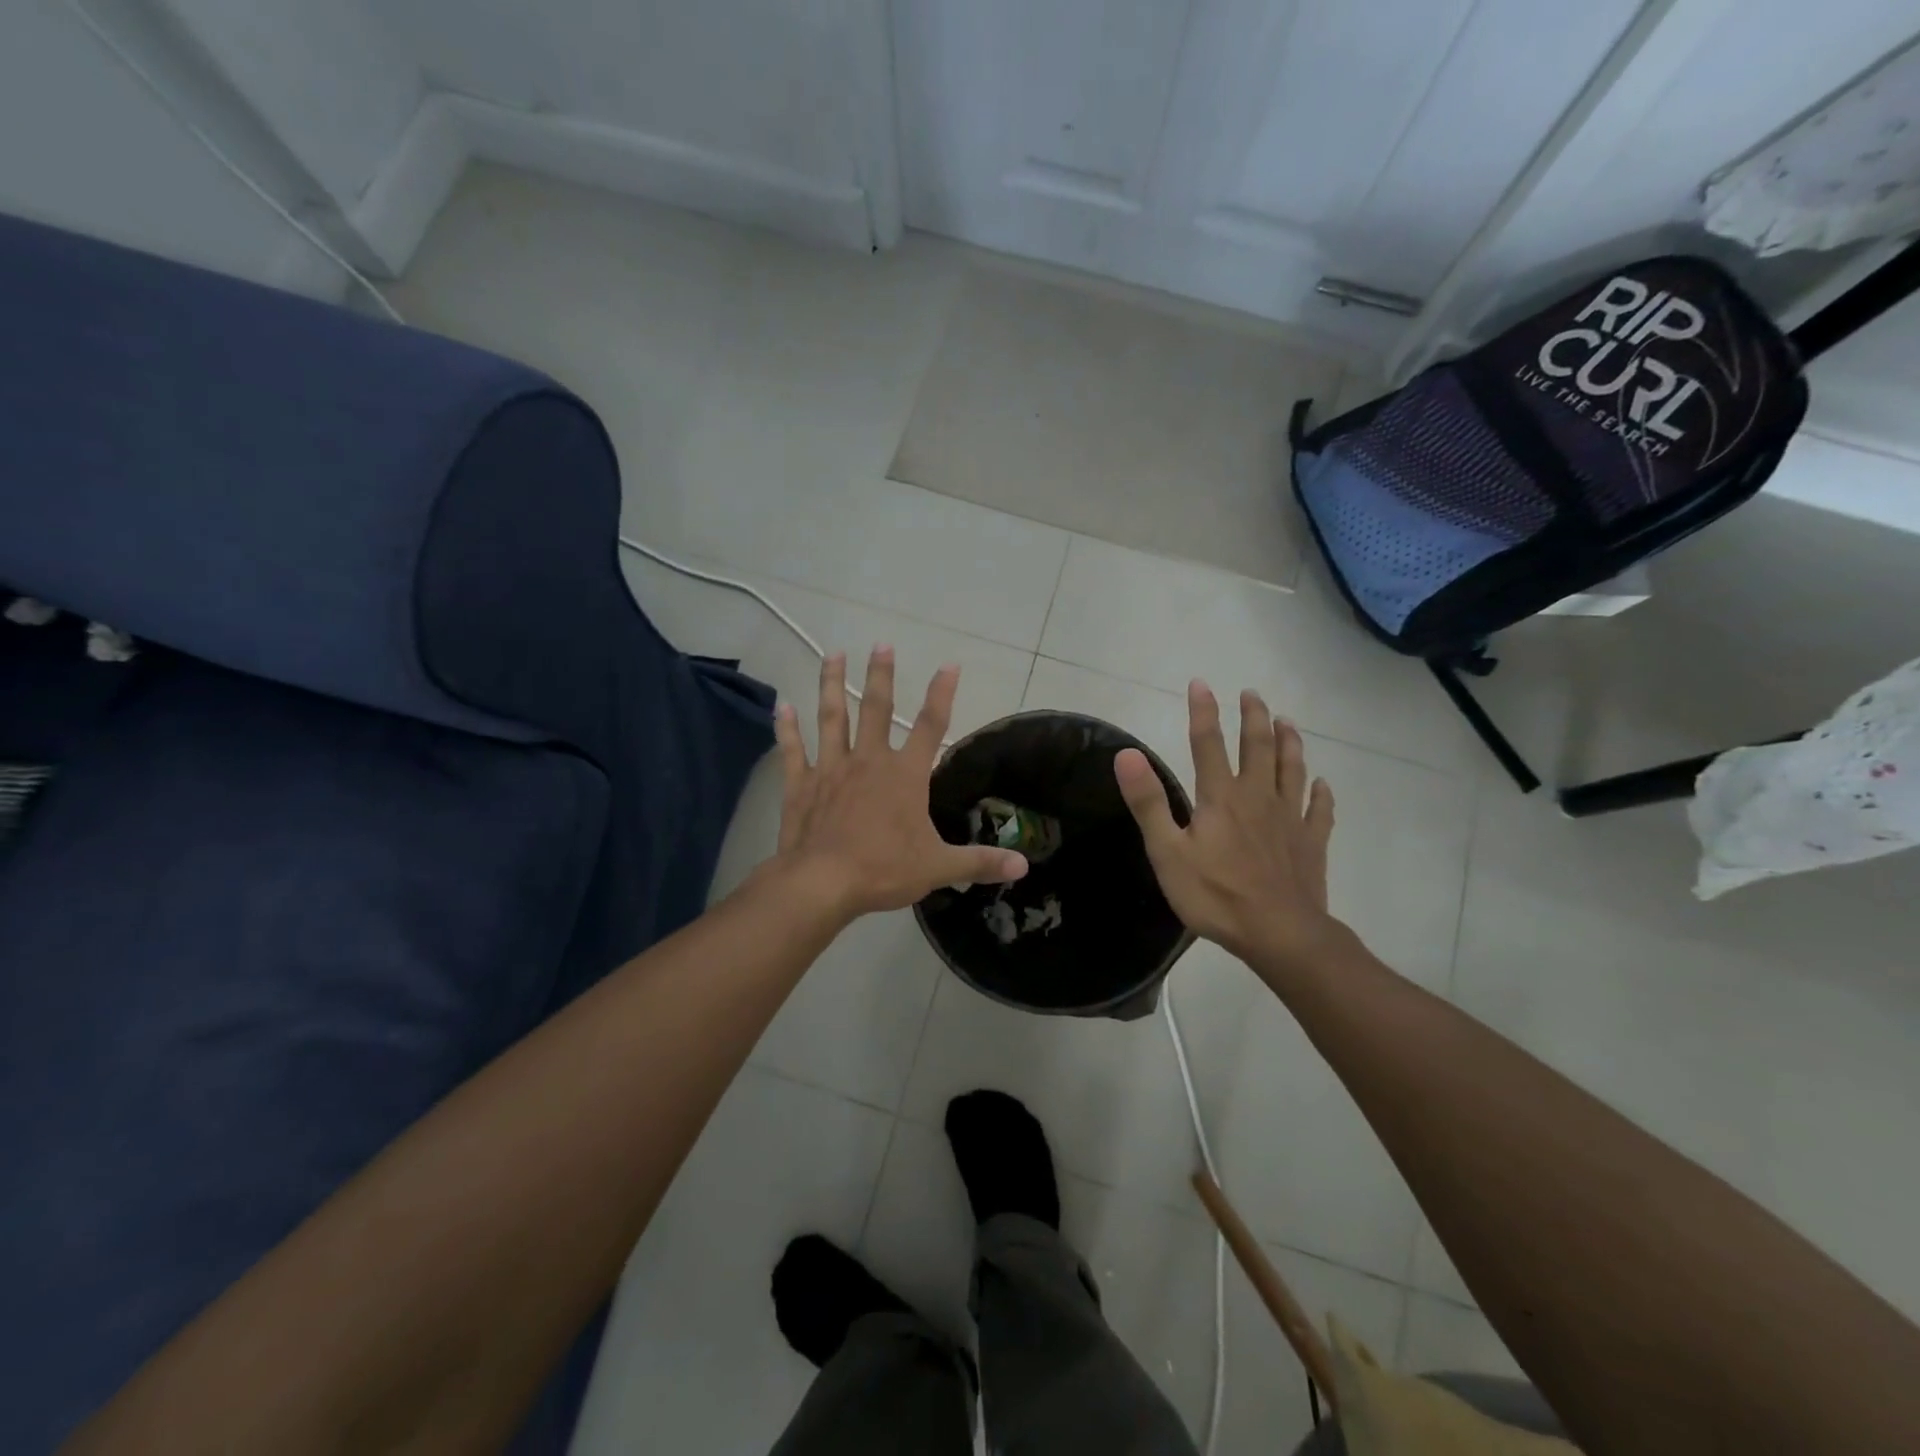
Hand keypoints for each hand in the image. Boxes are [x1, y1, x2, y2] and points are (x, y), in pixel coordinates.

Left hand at [773, 647, 1028, 919]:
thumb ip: (980, 862)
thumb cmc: (884, 870)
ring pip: (832, 718)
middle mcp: (868, 761)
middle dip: (881, 675)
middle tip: (881, 644)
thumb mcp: (938, 867)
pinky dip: (787, 728)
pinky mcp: (801, 785)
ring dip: (832, 685)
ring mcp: (831, 769)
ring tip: (833, 654)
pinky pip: (793, 750)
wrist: (822, 883)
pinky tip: (781, 706)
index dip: (942, 694)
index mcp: (904, 775)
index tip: (949, 665)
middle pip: (877, 709)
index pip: (932, 726)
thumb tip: (1023, 865)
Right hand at [1114, 680, 1339, 975]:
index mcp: (1221, 797)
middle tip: (1253, 694)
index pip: (1208, 743)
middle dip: (1254, 717)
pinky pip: (1320, 810)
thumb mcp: (1167, 852)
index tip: (1201, 683)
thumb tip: (1126, 754)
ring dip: (1289, 742)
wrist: (1280, 934)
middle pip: (1258, 747)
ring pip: (1292, 769)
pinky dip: (1322, 794)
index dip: (1203, 711)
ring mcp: (1290, 818)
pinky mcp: (1312, 842)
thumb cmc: (1216, 895)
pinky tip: (1322, 784)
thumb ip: (1148, 802)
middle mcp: (1258, 797)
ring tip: (1287, 721)